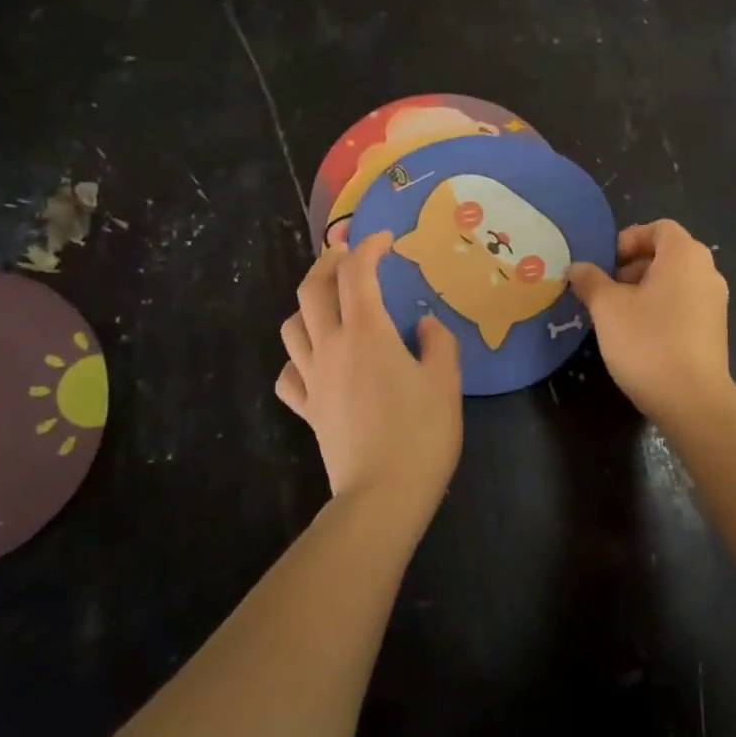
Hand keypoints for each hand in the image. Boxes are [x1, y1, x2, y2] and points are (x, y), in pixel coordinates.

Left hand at [276, 234, 462, 510]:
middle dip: (328, 263)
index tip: (386, 240)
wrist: (382, 496)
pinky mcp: (307, 409)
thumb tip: (424, 325)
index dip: (368, 248)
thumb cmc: (421, 435)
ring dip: (308, 305)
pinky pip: (289, 373)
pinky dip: (298, 358)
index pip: (357, 274)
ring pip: (291, 326)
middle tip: (348, 255)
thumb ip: (438, 343)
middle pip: (312, 290)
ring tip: (330, 304)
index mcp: (367, 334)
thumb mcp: (446, 383)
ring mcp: (312, 379)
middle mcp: (331, 347)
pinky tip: (316, 361)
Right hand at [567, 220, 731, 424]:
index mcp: (685, 255)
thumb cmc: (648, 341)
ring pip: (674, 282)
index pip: (659, 228)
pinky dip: (660, 309)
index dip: (628, 239)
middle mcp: (707, 271)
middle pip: (667, 254)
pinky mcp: (714, 330)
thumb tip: (578, 267)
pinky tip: (638, 336)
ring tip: (616, 315)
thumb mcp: (607, 308)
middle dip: (632, 267)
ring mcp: (714, 302)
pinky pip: (683, 305)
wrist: (692, 400)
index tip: (605, 264)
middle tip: (605, 290)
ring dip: (644, 290)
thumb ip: (590, 281)